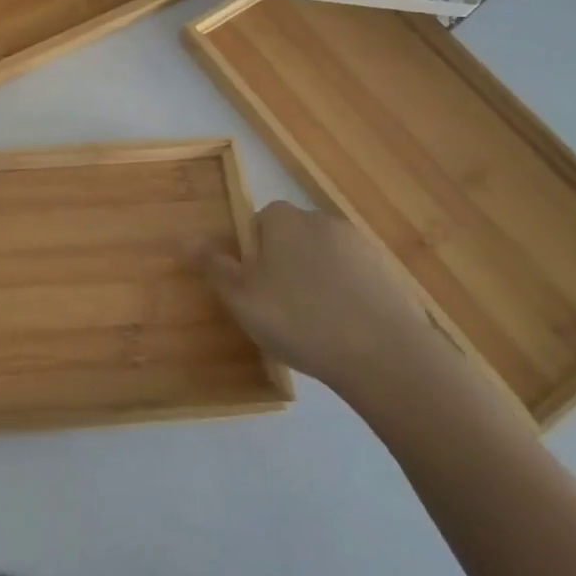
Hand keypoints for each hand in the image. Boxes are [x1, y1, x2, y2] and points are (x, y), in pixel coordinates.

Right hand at [193, 201, 431, 396]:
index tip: (254, 290)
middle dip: (284, 266)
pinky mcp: (390, 274)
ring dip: (317, 282)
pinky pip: (355, 280)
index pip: (258, 224)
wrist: (387, 356)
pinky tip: (345, 332)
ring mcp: (361, 246)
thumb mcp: (242, 298)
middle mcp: (321, 220)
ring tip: (314, 326)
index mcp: (283, 219)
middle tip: (279, 310)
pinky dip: (347, 298)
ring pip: (325, 259)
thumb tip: (185, 238)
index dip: (252, 255)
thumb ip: (214, 266)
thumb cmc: (300, 320)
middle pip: (292, 238)